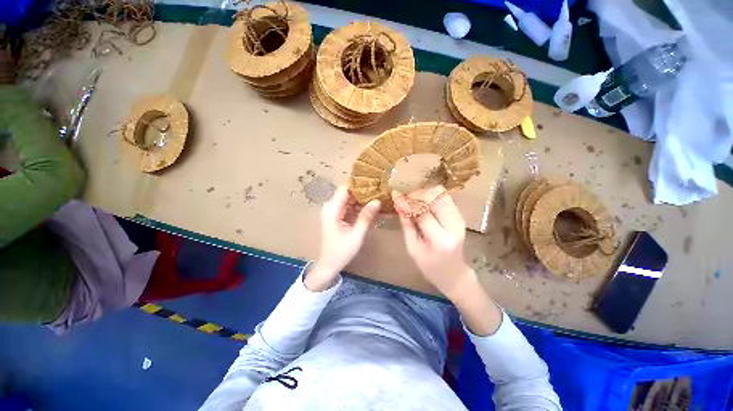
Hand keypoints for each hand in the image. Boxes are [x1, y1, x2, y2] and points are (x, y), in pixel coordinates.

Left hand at [306, 186, 379, 290]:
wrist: (329, 264)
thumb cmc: (341, 252)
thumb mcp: (356, 235)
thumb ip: (366, 217)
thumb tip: (377, 201)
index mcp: (332, 210)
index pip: (345, 188)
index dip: (359, 184)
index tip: (374, 182)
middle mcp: (330, 207)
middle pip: (348, 192)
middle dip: (363, 191)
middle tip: (379, 191)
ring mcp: (333, 210)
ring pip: (349, 198)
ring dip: (362, 199)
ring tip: (378, 197)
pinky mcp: (336, 215)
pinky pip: (349, 206)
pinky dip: (359, 206)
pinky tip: (370, 208)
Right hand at [392, 186, 474, 299]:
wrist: (454, 273)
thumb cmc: (430, 266)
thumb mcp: (413, 249)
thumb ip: (407, 225)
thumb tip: (398, 205)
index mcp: (440, 239)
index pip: (423, 213)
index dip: (408, 203)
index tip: (395, 196)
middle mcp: (454, 226)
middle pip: (436, 197)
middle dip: (417, 194)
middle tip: (405, 200)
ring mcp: (459, 219)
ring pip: (442, 194)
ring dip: (425, 194)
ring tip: (413, 201)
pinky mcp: (460, 216)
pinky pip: (445, 198)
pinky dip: (432, 197)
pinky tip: (423, 205)